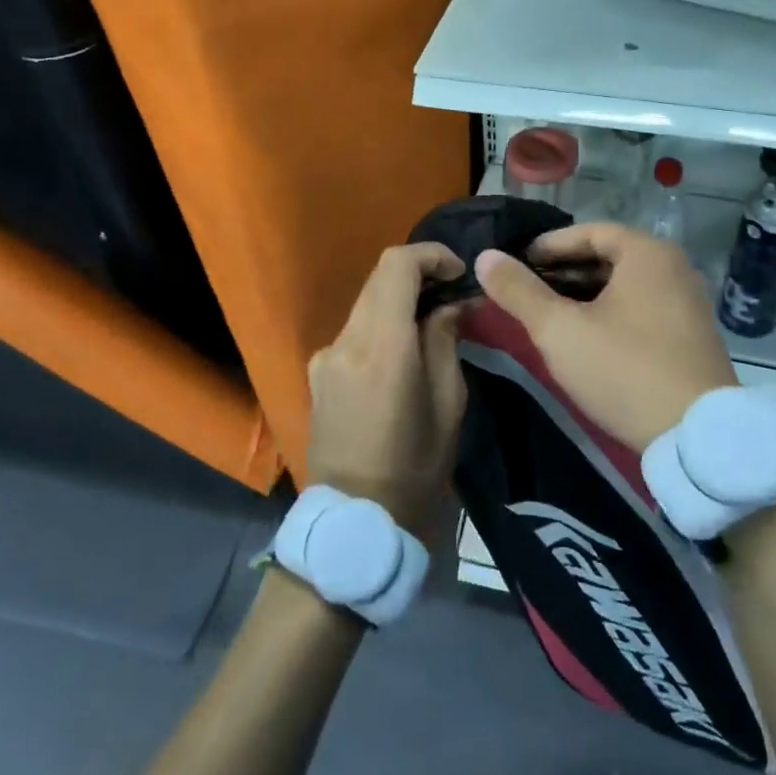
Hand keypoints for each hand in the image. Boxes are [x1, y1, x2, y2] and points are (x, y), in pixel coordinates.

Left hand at [306, 243, 466, 535]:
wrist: (355, 519)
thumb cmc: (415, 466)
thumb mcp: (449, 403)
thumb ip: (446, 340)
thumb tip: (450, 302)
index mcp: (382, 347)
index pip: (396, 266)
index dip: (431, 255)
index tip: (458, 272)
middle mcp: (346, 340)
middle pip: (379, 278)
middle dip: (418, 274)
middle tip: (451, 293)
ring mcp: (325, 355)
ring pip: (366, 302)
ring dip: (399, 299)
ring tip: (431, 323)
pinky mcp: (317, 371)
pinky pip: (355, 330)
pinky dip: (382, 324)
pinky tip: (401, 354)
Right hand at [475, 224, 737, 451]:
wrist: (698, 438)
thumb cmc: (624, 369)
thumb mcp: (560, 330)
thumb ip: (519, 291)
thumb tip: (485, 257)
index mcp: (647, 252)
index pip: (588, 231)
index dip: (547, 245)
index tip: (515, 263)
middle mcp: (674, 267)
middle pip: (607, 256)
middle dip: (563, 271)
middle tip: (526, 290)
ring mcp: (687, 302)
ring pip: (624, 285)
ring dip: (584, 294)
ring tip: (548, 314)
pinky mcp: (691, 335)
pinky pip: (641, 307)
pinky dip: (609, 312)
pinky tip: (586, 337)